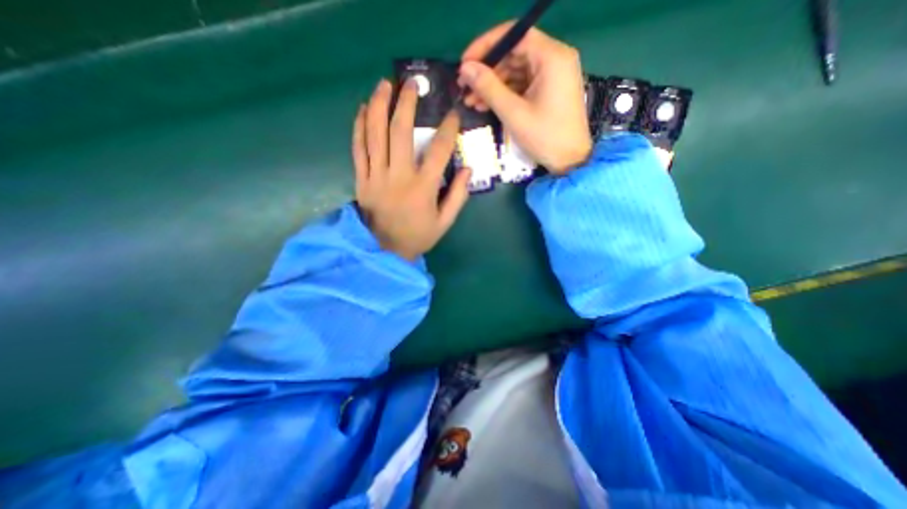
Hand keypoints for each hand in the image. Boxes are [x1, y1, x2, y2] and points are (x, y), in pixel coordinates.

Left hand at [352, 80, 470, 261]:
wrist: (384, 250)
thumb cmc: (418, 236)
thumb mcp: (445, 222)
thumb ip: (458, 196)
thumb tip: (468, 169)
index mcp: (423, 188)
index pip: (438, 151)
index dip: (447, 129)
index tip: (452, 115)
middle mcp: (399, 176)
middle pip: (400, 132)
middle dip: (406, 103)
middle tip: (411, 83)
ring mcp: (376, 176)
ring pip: (374, 134)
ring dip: (378, 105)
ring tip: (384, 85)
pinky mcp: (361, 179)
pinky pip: (357, 148)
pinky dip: (358, 127)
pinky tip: (362, 109)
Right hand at [457, 22, 592, 173]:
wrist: (569, 161)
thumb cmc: (544, 137)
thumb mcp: (513, 113)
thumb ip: (488, 87)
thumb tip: (465, 68)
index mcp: (551, 57)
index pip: (514, 35)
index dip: (486, 47)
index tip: (464, 63)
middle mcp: (555, 59)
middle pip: (514, 54)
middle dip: (487, 71)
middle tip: (464, 87)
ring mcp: (552, 75)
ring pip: (516, 71)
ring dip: (492, 85)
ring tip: (470, 101)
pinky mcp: (549, 90)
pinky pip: (522, 85)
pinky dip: (504, 94)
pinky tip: (486, 105)